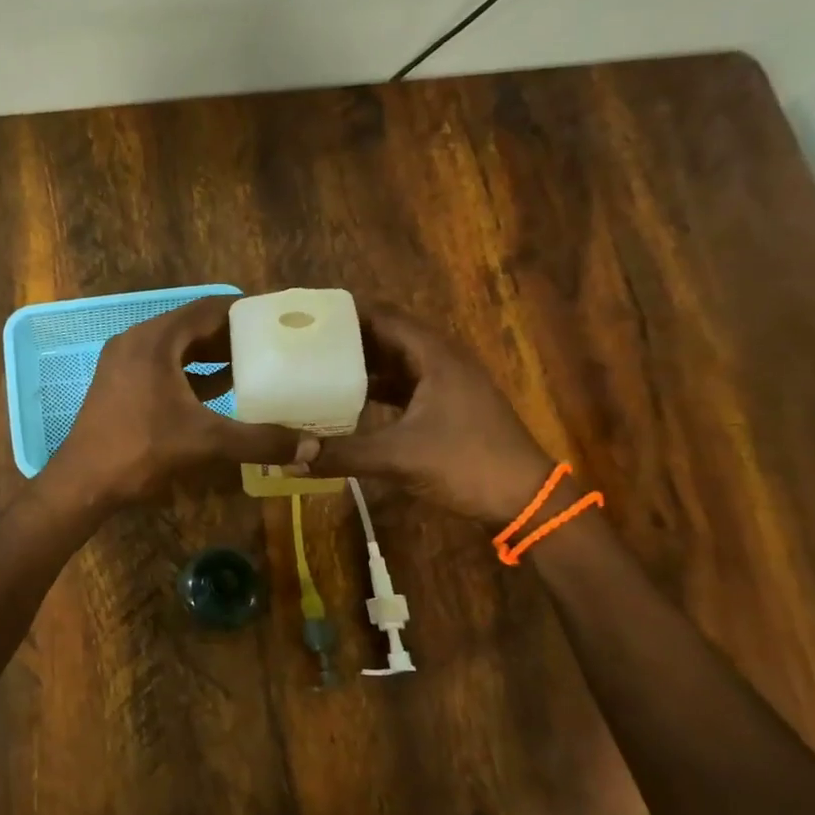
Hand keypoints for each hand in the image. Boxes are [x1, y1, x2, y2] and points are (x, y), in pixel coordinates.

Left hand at [48, 296, 304, 507]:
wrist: (83, 481)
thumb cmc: (141, 450)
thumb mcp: (205, 442)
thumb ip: (258, 441)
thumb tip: (311, 448)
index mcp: (155, 340)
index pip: (208, 309)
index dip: (244, 311)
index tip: (276, 317)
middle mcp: (137, 341)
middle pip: (192, 326)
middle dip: (231, 334)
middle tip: (271, 340)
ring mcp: (124, 362)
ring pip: (177, 348)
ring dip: (211, 354)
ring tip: (253, 362)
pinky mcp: (120, 383)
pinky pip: (163, 366)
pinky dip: (191, 372)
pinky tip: (219, 388)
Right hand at [308, 304, 554, 524]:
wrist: (524, 500)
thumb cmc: (466, 464)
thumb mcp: (399, 458)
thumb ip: (343, 454)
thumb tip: (290, 459)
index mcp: (435, 357)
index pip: (384, 318)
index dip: (348, 314)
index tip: (309, 316)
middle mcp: (442, 362)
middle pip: (389, 337)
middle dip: (348, 339)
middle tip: (304, 343)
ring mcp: (448, 386)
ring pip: (397, 364)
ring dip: (362, 365)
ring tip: (317, 368)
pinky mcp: (448, 408)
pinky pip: (405, 387)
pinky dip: (377, 390)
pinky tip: (349, 403)